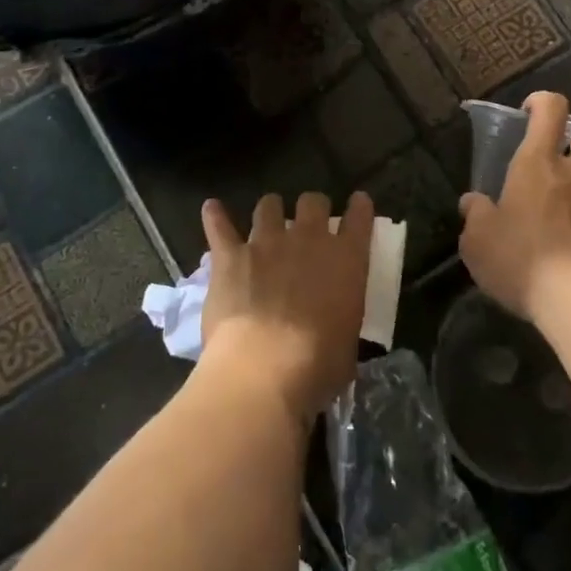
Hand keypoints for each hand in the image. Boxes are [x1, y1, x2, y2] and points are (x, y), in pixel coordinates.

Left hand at [199, 191, 373, 422]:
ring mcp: (266, 243)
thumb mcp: (349, 341)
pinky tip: (211, 209)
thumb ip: (343, 317)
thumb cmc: (318, 365)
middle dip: (312, 207)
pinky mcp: (230, 256)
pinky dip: (215, 216)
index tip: (358, 202)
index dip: (359, 207)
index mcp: (346, 259)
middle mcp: (308, 239)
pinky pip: (220, 226)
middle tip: (308, 222)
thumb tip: (334, 324)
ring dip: (270, 210)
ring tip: (267, 219)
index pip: (359, 219)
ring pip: (269, 206)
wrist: (264, 369)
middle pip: (313, 201)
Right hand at [459, 92, 570, 322]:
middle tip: (555, 160)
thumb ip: (475, 214)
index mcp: (538, 163)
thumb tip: (474, 202)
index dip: (541, 103)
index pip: (552, 109)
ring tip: (552, 220)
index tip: (527, 114)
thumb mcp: (477, 239)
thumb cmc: (520, 257)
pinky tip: (565, 253)